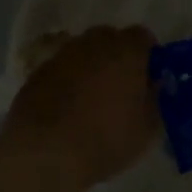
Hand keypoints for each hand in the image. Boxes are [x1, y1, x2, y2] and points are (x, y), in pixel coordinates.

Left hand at [5, 25, 158, 188]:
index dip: (148, 55)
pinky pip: (61, 70)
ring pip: (83, 52)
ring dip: (91, 67)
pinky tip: (67, 109)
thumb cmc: (106, 139)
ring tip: (92, 99)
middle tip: (122, 87)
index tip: (149, 78)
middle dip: (118, 56)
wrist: (44, 154)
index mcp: (126, 51)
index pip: (143, 36)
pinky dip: (67, 81)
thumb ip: (155, 99)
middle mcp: (93, 44)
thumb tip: (154, 85)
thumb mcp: (147, 128)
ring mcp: (61, 57)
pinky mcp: (36, 74)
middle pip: (110, 38)